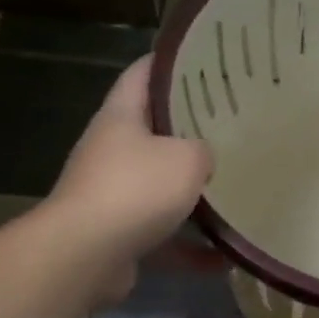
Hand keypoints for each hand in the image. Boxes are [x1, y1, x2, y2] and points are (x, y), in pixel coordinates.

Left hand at [48, 59, 211, 297]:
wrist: (84, 255)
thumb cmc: (135, 190)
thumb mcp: (187, 158)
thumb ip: (204, 151)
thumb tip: (204, 159)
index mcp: (120, 117)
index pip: (142, 74)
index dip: (170, 63)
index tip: (204, 59)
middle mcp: (111, 151)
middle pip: (153, 132)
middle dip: (190, 131)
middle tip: (232, 125)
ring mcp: (111, 195)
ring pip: (159, 187)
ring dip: (191, 194)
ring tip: (234, 190)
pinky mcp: (117, 235)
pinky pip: (162, 236)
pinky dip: (190, 247)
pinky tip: (224, 258)